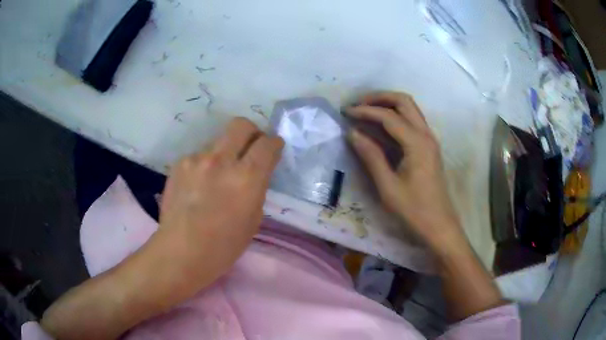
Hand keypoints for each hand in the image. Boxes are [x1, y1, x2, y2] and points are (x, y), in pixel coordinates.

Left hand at [157, 117, 283, 286]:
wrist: (181, 252)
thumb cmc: (224, 246)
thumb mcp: (254, 219)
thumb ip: (257, 188)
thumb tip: (255, 172)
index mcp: (246, 178)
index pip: (267, 144)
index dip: (274, 143)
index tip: (273, 149)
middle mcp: (221, 161)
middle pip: (241, 125)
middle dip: (252, 131)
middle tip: (251, 146)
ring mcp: (197, 159)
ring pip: (218, 141)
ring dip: (225, 152)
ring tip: (218, 175)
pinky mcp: (179, 164)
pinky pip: (199, 155)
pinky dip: (205, 164)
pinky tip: (199, 184)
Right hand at [346, 92, 464, 251]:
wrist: (440, 227)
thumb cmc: (414, 211)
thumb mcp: (388, 187)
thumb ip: (371, 156)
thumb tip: (352, 133)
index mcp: (417, 143)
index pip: (388, 116)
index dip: (365, 112)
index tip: (346, 113)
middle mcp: (426, 135)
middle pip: (404, 101)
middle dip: (379, 98)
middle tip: (358, 105)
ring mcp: (430, 140)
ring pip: (410, 108)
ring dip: (388, 104)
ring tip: (366, 111)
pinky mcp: (429, 147)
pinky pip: (412, 121)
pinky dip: (395, 116)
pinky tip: (381, 126)